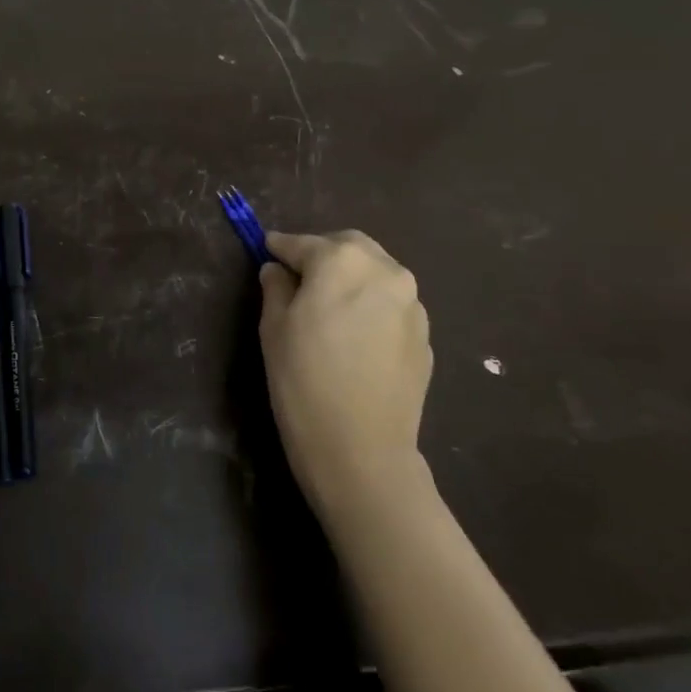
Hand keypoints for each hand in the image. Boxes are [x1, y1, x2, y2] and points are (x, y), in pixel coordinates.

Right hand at [258, 230, 434, 531]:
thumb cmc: (303, 380)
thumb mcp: (273, 328)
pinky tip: (353, 333)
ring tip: (328, 303)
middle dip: (323, 253)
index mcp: (342, 262)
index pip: (303, 243)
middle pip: (349, 247)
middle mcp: (385, 271)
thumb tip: (278, 270)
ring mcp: (412, 304)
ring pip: (376, 273)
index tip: (266, 249)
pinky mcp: (425, 335)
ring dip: (351, 277)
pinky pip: (391, 304)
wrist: (360, 448)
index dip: (281, 247)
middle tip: (299, 275)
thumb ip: (276, 288)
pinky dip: (370, 304)